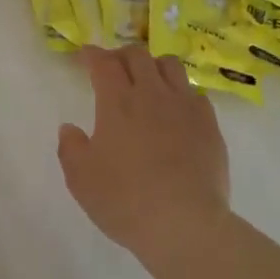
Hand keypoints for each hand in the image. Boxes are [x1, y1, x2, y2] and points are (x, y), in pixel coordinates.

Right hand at [58, 44, 230, 263]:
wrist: (184, 223)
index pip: (104, 63)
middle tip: (113, 68)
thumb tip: (70, 128)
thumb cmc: (124, 200)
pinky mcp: (210, 125)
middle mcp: (152, 94)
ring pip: (171, 66)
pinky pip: (194, 93)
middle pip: (138, 55)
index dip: (93, 55)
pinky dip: (180, 93)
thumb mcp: (81, 179)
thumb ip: (70, 147)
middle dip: (121, 55)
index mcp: (117, 102)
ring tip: (147, 82)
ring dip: (154, 66)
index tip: (86, 56)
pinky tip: (176, 111)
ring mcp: (186, 107)